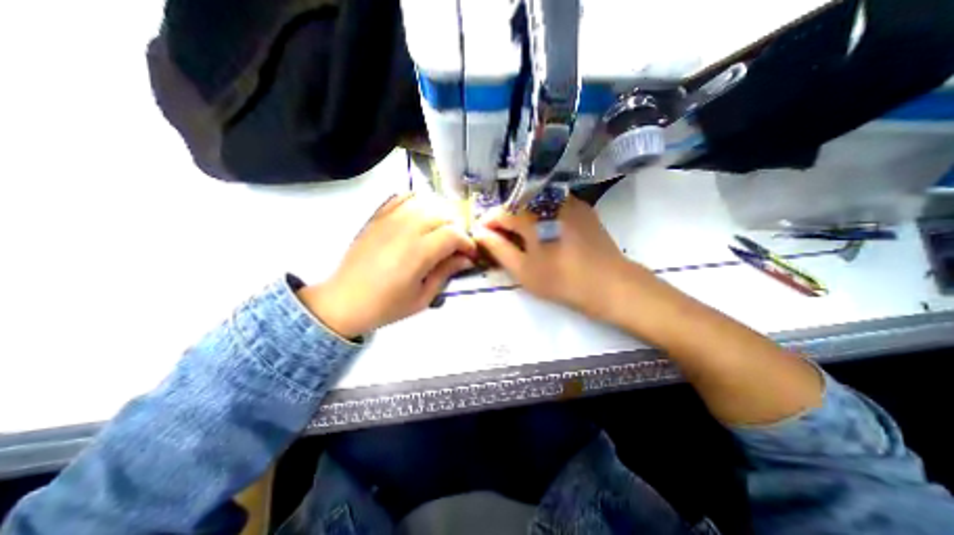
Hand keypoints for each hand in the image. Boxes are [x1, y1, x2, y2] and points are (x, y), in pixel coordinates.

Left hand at [297, 194, 477, 337]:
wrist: (344, 301)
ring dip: (440, 215)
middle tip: (457, 246)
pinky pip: (402, 198)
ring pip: (426, 203)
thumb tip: (465, 259)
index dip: (467, 243)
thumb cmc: (386, 306)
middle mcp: (406, 229)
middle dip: (457, 229)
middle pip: (443, 215)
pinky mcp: (377, 217)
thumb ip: (446, 273)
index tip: (470, 254)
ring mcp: (389, 220)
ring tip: (441, 231)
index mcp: (418, 252)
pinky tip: (420, 215)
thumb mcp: (423, 297)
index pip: (453, 234)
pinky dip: (417, 201)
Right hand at [474, 196, 630, 313]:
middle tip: (501, 242)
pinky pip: (552, 206)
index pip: (500, 212)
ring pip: (535, 204)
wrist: (609, 283)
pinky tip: (544, 233)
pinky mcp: (582, 208)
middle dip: (504, 222)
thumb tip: (480, 233)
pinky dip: (541, 216)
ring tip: (521, 239)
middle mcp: (548, 199)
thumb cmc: (561, 280)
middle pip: (517, 205)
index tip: (482, 237)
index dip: (487, 224)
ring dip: (522, 218)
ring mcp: (568, 201)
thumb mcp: (523, 269)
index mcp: (531, 214)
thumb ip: (498, 248)